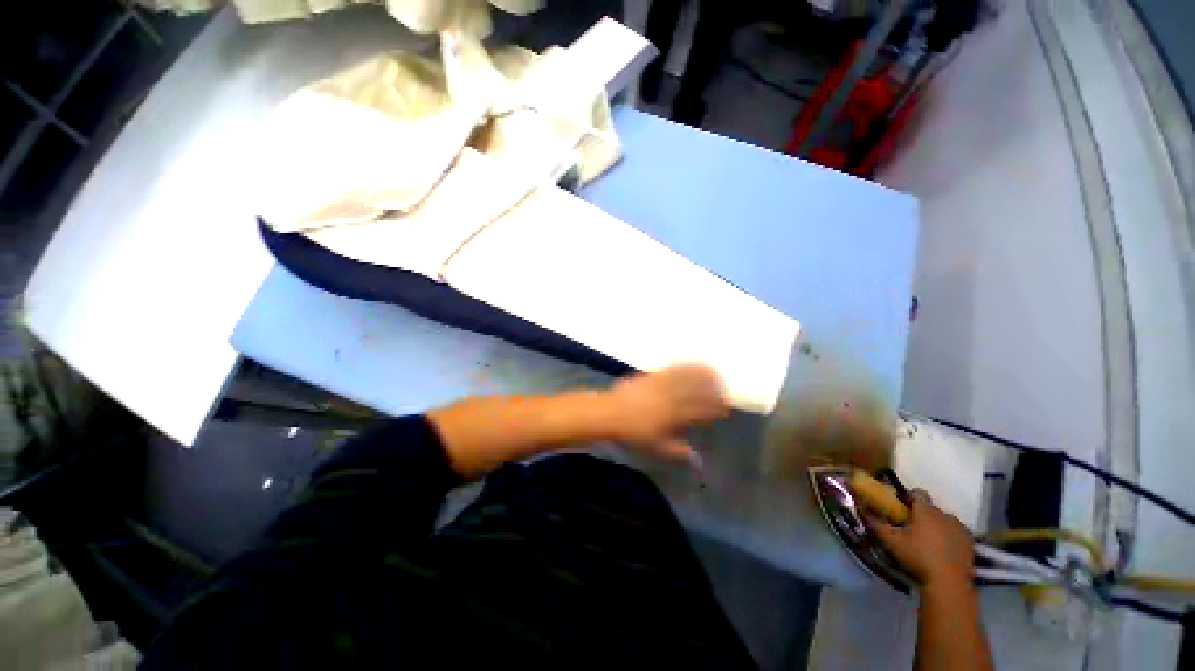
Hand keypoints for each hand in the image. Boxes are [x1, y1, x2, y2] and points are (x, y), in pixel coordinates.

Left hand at [604, 365, 730, 460]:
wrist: (610, 413)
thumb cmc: (633, 434)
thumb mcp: (655, 447)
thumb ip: (677, 451)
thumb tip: (697, 459)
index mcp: (672, 418)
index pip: (699, 411)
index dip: (714, 408)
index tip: (725, 406)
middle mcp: (669, 399)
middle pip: (695, 391)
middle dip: (712, 388)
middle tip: (724, 386)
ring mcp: (660, 386)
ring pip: (685, 378)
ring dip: (701, 374)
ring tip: (714, 372)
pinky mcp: (652, 376)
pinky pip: (671, 370)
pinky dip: (684, 366)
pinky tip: (691, 364)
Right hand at [866, 489, 974, 587]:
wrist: (949, 582)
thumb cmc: (918, 557)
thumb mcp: (891, 541)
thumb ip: (876, 523)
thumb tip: (861, 509)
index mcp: (925, 510)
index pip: (918, 493)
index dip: (910, 497)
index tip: (902, 507)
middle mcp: (944, 514)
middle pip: (931, 508)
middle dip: (923, 514)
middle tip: (912, 528)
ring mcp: (960, 528)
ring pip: (945, 520)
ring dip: (937, 526)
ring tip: (929, 541)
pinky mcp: (970, 542)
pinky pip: (957, 532)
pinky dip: (950, 537)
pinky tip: (943, 550)